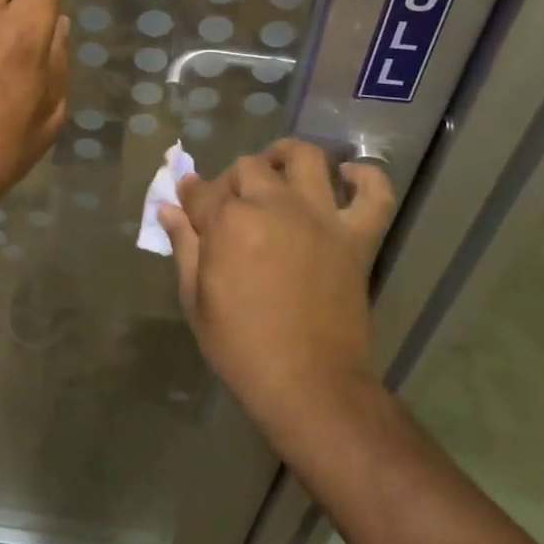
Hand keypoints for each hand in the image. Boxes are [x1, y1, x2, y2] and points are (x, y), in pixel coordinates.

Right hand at [160, 139, 394, 433]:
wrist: (310, 387)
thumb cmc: (242, 348)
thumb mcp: (196, 300)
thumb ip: (184, 247)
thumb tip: (168, 209)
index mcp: (229, 222)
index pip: (202, 191)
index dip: (190, 197)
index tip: (188, 204)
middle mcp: (274, 206)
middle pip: (247, 168)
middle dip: (231, 182)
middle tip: (229, 207)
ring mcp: (319, 217)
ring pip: (305, 158)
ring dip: (285, 157)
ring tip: (277, 170)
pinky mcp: (355, 237)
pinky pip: (374, 194)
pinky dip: (365, 178)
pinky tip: (347, 178)